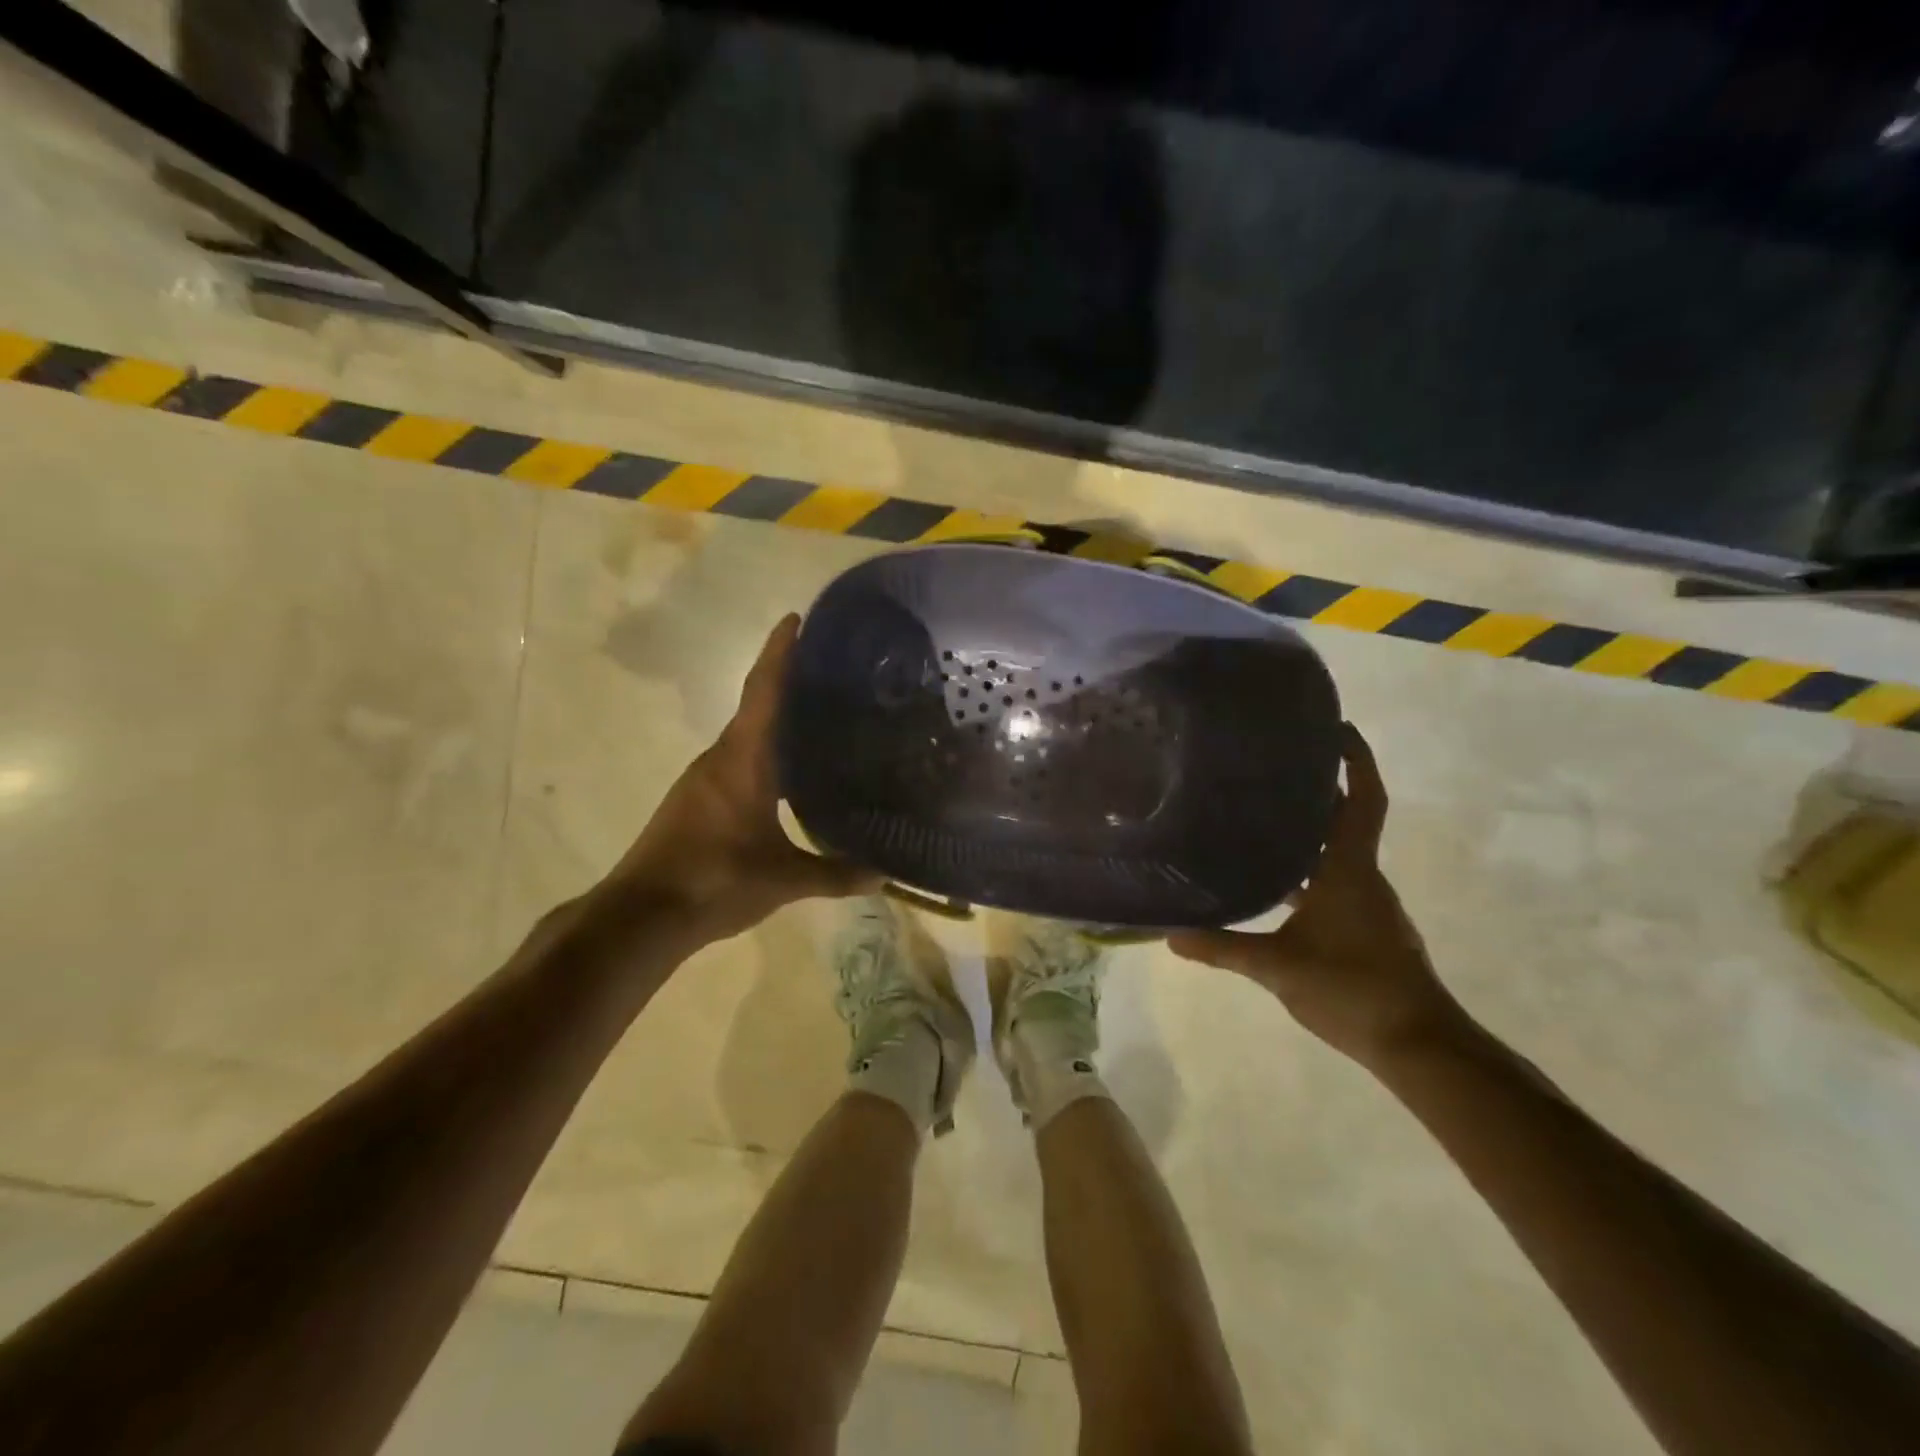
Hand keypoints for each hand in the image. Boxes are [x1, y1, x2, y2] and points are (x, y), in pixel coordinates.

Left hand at [588, 614, 879, 943]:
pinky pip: (736, 759)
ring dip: (774, 719)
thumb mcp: (783, 879)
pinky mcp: (696, 800)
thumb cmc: (714, 881)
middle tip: (829, 672)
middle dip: (786, 681)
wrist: (641, 915)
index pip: (763, 691)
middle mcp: (720, 758)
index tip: (795, 618)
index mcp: (743, 760)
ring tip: (817, 716)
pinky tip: (786, 770)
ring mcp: (703, 779)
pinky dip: (763, 750)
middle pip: (755, 706)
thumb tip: (884, 875)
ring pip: (745, 735)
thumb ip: (835, 874)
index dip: (779, 652)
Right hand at [1169, 723, 1462, 1068]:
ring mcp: (1367, 904)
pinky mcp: (1365, 928)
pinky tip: (1272, 885)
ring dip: (1308, 832)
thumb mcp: (1278, 967)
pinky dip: (1307, 871)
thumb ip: (1224, 948)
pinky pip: (1334, 882)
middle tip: (1270, 767)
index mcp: (1349, 870)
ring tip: (1259, 817)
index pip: (1361, 801)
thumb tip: (1170, 935)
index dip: (1355, 761)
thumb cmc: (1353, 989)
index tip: (1336, 729)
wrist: (1418, 1045)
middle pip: (1345, 819)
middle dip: (1318, 789)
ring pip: (1336, 853)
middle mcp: (1362, 877)